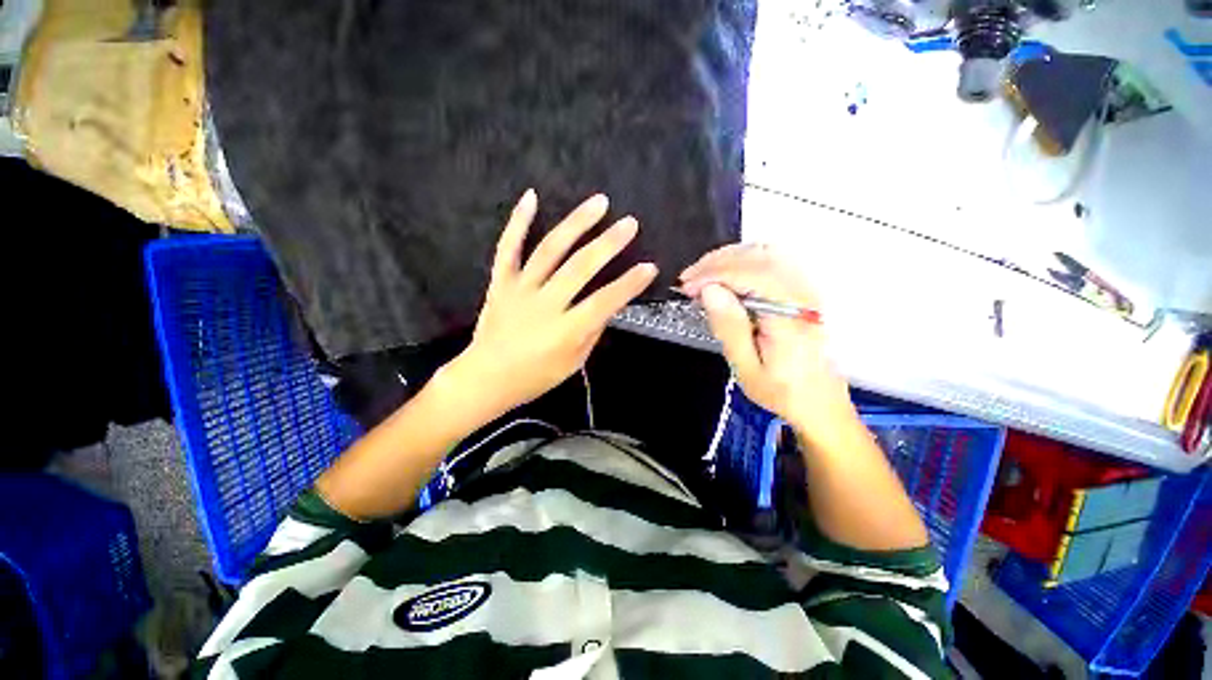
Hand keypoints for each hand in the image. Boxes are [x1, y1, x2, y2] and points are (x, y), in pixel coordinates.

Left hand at [446, 190, 657, 420]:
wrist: (485, 378)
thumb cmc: (534, 377)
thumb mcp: (573, 363)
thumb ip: (592, 331)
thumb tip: (606, 306)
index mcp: (566, 331)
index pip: (605, 302)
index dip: (629, 284)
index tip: (649, 267)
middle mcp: (545, 305)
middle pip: (580, 268)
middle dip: (609, 244)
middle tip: (630, 223)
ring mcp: (520, 289)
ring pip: (550, 250)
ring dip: (576, 224)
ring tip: (599, 203)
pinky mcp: (501, 282)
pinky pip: (508, 248)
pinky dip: (518, 221)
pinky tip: (531, 197)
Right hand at [679, 244, 853, 436]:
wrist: (819, 400)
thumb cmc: (780, 390)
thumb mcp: (747, 368)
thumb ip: (729, 328)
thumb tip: (710, 290)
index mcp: (791, 318)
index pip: (752, 275)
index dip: (714, 274)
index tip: (688, 286)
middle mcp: (804, 295)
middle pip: (759, 257)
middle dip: (716, 262)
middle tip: (689, 279)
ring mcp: (807, 288)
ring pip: (765, 252)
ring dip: (728, 258)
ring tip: (702, 274)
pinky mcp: (803, 288)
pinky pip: (772, 259)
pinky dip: (742, 260)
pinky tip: (725, 273)